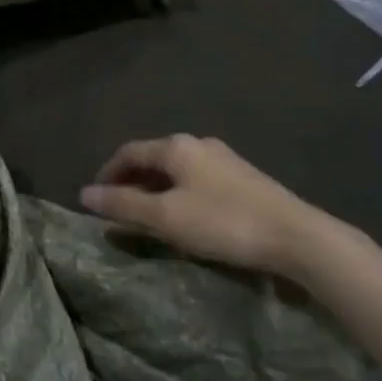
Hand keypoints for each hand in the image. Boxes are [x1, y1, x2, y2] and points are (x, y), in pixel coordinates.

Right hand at [79, 135, 348, 279]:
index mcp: (176, 147)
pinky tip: (184, 217)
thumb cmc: (223, 222)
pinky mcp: (244, 179)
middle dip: (131, 182)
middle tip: (118, 209)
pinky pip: (197, 180)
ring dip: (155, 189)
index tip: (95, 199)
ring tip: (147, 217)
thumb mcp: (166, 217)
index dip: (107, 173)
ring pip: (176, 170)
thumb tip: (85, 194)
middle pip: (153, 159)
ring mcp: (225, 160)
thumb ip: (123, 204)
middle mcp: (198, 144)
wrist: (297, 236)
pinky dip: (179, 194)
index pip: (128, 152)